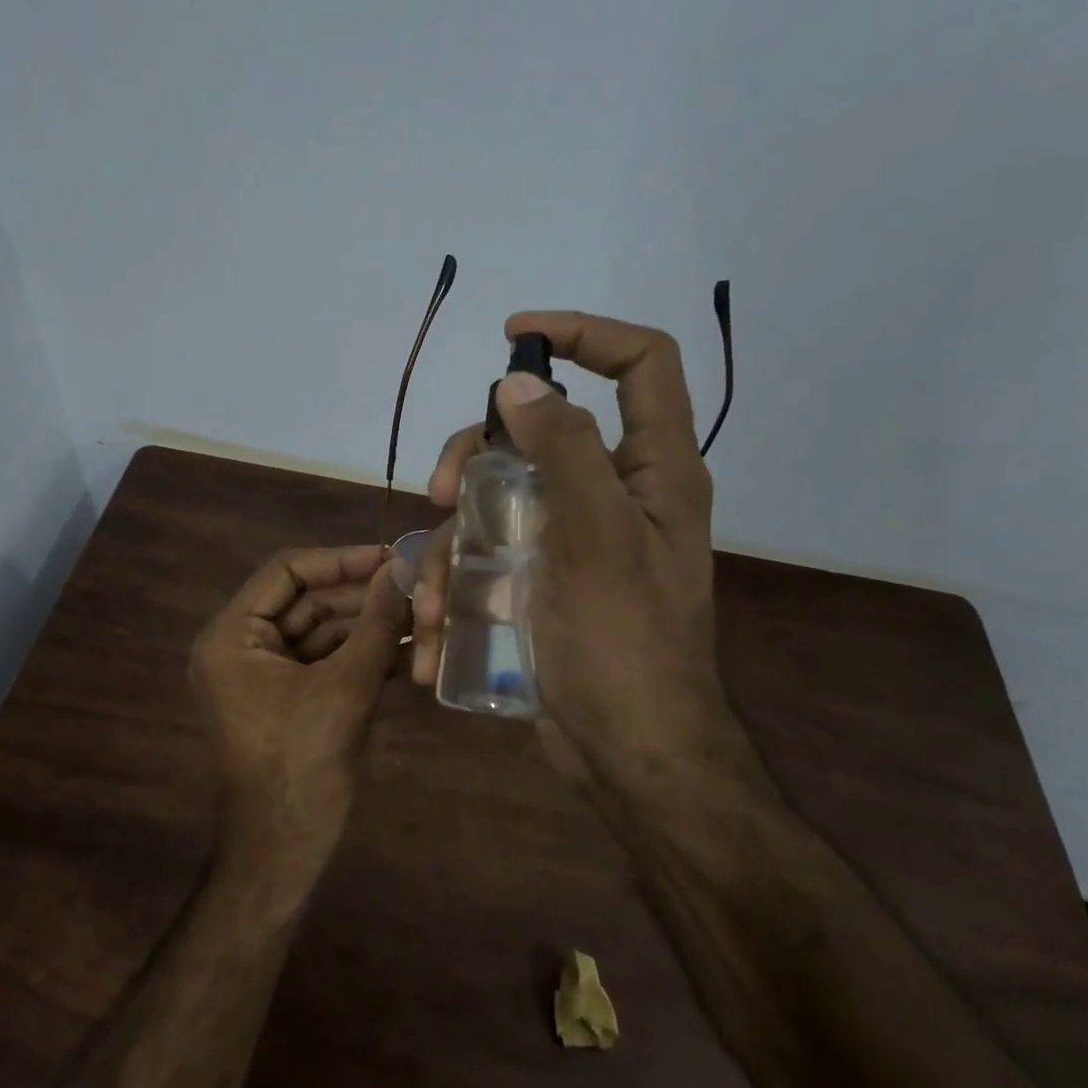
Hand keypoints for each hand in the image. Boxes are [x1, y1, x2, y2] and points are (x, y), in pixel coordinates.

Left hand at [191, 545, 409, 877]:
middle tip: (415, 587)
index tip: (391, 557)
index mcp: (232, 636)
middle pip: (306, 601)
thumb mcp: (346, 688)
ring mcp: (262, 675)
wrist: (283, 853)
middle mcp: (240, 647)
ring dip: (367, 627)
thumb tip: (402, 570)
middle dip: (361, 597)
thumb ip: (376, 624)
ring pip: (320, 631)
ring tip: (421, 618)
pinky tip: (406, 653)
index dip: (341, 560)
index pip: (287, 571)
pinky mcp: (285, 698)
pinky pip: (323, 662)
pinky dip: (360, 657)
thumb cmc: (304, 766)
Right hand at [412, 312, 757, 795]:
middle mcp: (614, 491)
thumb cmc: (624, 645)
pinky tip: (437, 626)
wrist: (627, 754)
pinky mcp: (540, 576)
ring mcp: (571, 536)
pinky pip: (489, 549)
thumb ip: (564, 452)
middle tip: (437, 492)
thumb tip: (521, 384)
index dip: (585, 333)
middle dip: (475, 454)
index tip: (514, 338)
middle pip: (536, 430)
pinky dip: (458, 578)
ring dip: (454, 536)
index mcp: (653, 470)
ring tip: (434, 598)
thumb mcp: (596, 539)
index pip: (641, 364)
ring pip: (497, 494)